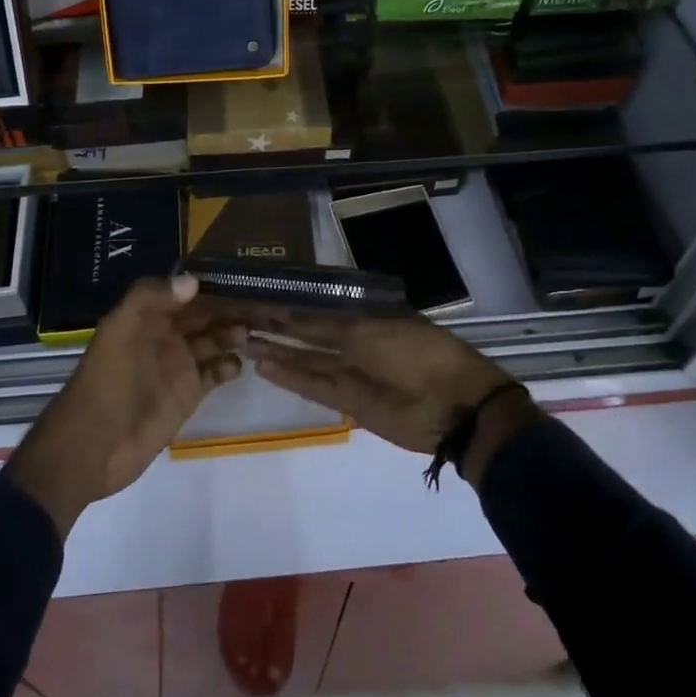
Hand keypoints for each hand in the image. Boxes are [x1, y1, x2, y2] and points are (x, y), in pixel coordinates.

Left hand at [5, 275, 243, 536]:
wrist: (92, 447)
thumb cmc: (106, 382)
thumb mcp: (120, 332)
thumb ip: (150, 299)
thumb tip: (194, 281)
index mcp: (148, 316)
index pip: (185, 291)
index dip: (211, 284)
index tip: (242, 275)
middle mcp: (166, 335)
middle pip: (204, 314)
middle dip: (229, 307)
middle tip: (263, 302)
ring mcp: (178, 365)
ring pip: (214, 340)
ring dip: (233, 333)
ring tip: (255, 332)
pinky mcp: (188, 395)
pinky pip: (215, 373)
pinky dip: (230, 366)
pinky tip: (240, 363)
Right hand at [241, 310, 536, 481]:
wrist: (454, 405)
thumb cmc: (418, 352)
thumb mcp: (373, 329)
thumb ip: (332, 324)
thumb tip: (299, 309)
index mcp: (364, 315)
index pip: (319, 306)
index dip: (290, 301)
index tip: (261, 292)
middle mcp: (353, 340)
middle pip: (308, 332)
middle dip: (278, 324)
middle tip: (242, 315)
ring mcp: (349, 371)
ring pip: (305, 359)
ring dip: (277, 351)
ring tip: (244, 340)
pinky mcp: (348, 401)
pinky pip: (313, 385)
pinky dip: (289, 377)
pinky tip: (264, 366)